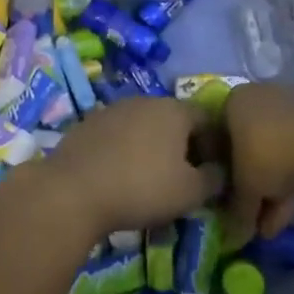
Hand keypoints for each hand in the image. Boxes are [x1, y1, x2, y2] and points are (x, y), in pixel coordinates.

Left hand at [33, 97, 220, 239]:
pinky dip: (126, 151)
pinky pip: (118, 135)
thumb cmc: (142, 188)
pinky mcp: (88, 124)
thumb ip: (214, 179)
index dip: (215, 146)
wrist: (74, 191)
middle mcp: (145, 100)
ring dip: (153, 148)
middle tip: (183, 179)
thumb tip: (219, 172)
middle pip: (175, 120)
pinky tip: (121, 176)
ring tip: (151, 180)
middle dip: (183, 147)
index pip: (208, 119)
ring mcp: (113, 109)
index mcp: (174, 110)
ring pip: (144, 126)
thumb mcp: (190, 192)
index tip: (212, 175)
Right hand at [223, 83, 293, 247]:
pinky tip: (292, 210)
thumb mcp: (245, 188)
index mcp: (232, 102)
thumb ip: (236, 209)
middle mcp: (258, 97)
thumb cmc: (267, 154)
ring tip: (273, 226)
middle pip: (248, 147)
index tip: (225, 197)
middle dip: (251, 186)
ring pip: (275, 153)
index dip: (220, 171)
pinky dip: (292, 179)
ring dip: (273, 190)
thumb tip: (233, 232)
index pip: (217, 137)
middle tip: (252, 217)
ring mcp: (290, 106)